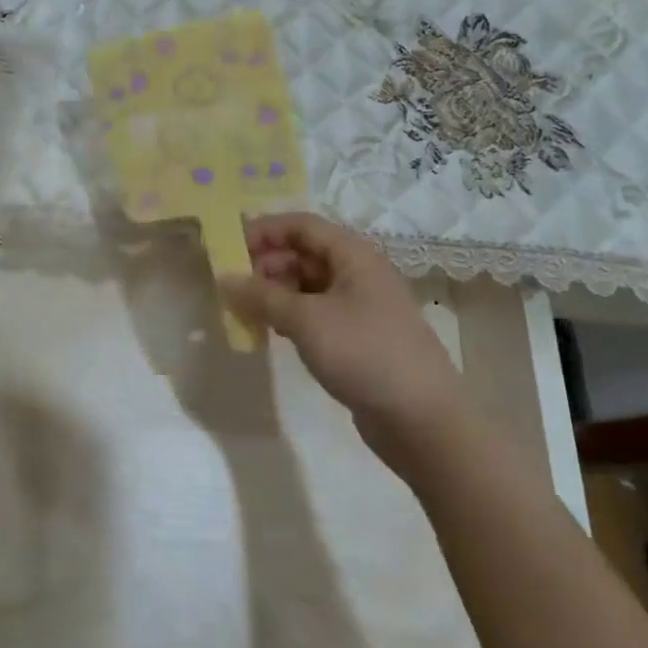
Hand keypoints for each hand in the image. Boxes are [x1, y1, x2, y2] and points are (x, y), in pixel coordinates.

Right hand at [220, 212, 460, 463]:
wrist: (424, 421)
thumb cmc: (365, 354)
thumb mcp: (307, 320)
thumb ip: (262, 296)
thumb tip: (223, 278)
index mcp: (353, 254)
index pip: (301, 225)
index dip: (264, 230)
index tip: (229, 246)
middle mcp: (358, 272)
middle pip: (304, 252)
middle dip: (267, 263)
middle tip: (233, 284)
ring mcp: (361, 305)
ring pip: (309, 283)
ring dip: (276, 291)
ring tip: (245, 309)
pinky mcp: (359, 336)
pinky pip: (317, 311)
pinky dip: (291, 314)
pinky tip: (272, 330)